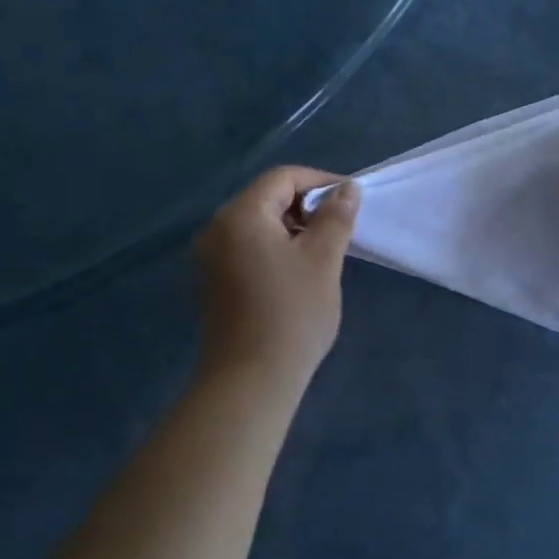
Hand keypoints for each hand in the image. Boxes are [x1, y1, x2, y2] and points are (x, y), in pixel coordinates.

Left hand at [193, 167, 360, 388]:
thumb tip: (347, 188)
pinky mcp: (211, 282)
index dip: (320, 181)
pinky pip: (245, 248)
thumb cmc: (291, 315)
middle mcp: (215, 229)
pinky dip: (273, 249)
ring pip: (256, 225)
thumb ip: (335, 217)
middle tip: (339, 230)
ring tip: (322, 252)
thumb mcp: (322, 260)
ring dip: (291, 229)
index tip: (350, 200)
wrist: (250, 381)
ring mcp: (208, 258)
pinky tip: (296, 274)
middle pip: (265, 198)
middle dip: (305, 206)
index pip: (281, 178)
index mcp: (239, 216)